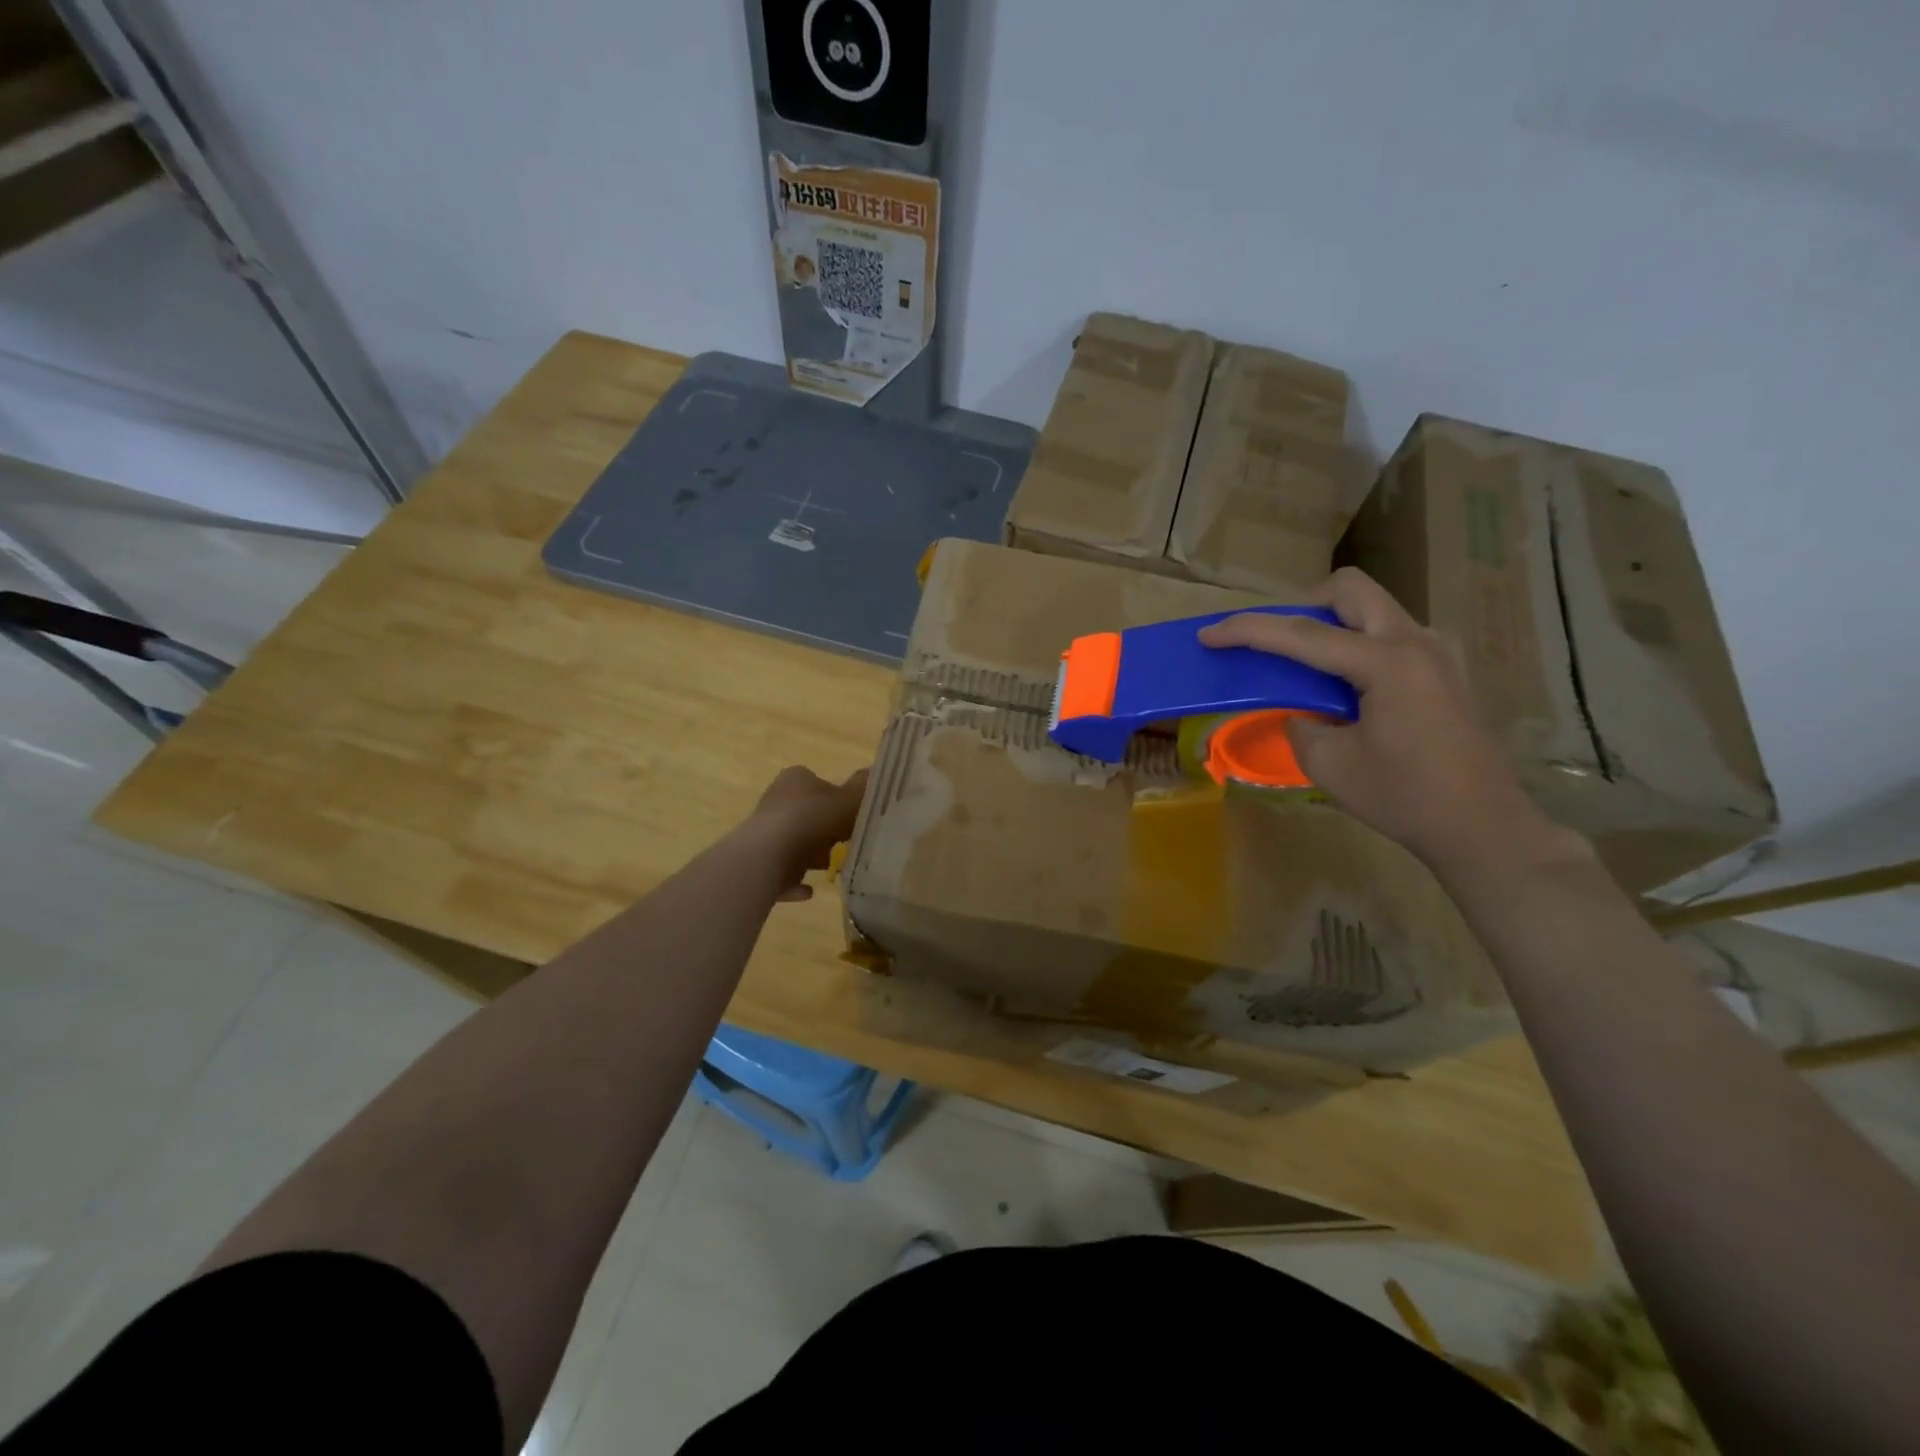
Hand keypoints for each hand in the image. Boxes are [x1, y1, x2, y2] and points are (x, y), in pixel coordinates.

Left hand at [741, 766, 869, 902]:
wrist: (767, 857)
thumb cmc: (810, 820)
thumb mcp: (847, 801)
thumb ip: (862, 789)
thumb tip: (873, 772)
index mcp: (795, 780)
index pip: (818, 782)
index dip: (837, 799)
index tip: (851, 816)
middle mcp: (775, 801)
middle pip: (806, 814)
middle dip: (825, 830)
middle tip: (846, 843)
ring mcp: (763, 832)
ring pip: (793, 843)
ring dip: (810, 856)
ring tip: (832, 867)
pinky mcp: (756, 861)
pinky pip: (782, 871)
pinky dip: (795, 880)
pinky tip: (810, 890)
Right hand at [1197, 569, 1564, 869]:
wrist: (1483, 827)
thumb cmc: (1404, 797)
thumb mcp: (1329, 764)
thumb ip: (1300, 723)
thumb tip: (1300, 711)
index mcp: (1386, 663)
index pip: (1303, 634)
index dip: (1248, 631)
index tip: (1208, 634)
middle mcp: (1416, 642)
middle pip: (1349, 591)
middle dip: (1302, 607)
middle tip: (1278, 646)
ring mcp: (1437, 653)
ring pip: (1372, 609)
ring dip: (1332, 627)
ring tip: (1308, 672)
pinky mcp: (1445, 670)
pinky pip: (1390, 636)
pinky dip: (1356, 646)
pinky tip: (1348, 690)